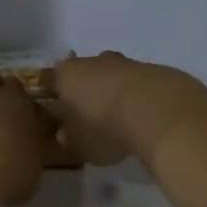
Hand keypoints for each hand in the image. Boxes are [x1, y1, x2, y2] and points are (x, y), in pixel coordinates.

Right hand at [51, 51, 204, 166]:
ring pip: (109, 74)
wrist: (158, 111)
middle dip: (82, 89)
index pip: (47, 78)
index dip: (48, 92)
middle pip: (80, 72)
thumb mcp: (80, 144)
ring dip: (111, 90)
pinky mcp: (151, 68)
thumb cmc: (105, 128)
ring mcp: (122, 62)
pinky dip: (135, 95)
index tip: (51, 107)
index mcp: (65, 75)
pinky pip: (135, 82)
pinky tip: (143, 115)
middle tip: (86, 113)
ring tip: (118, 116)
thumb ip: (69, 138)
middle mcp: (90, 62)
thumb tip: (65, 133)